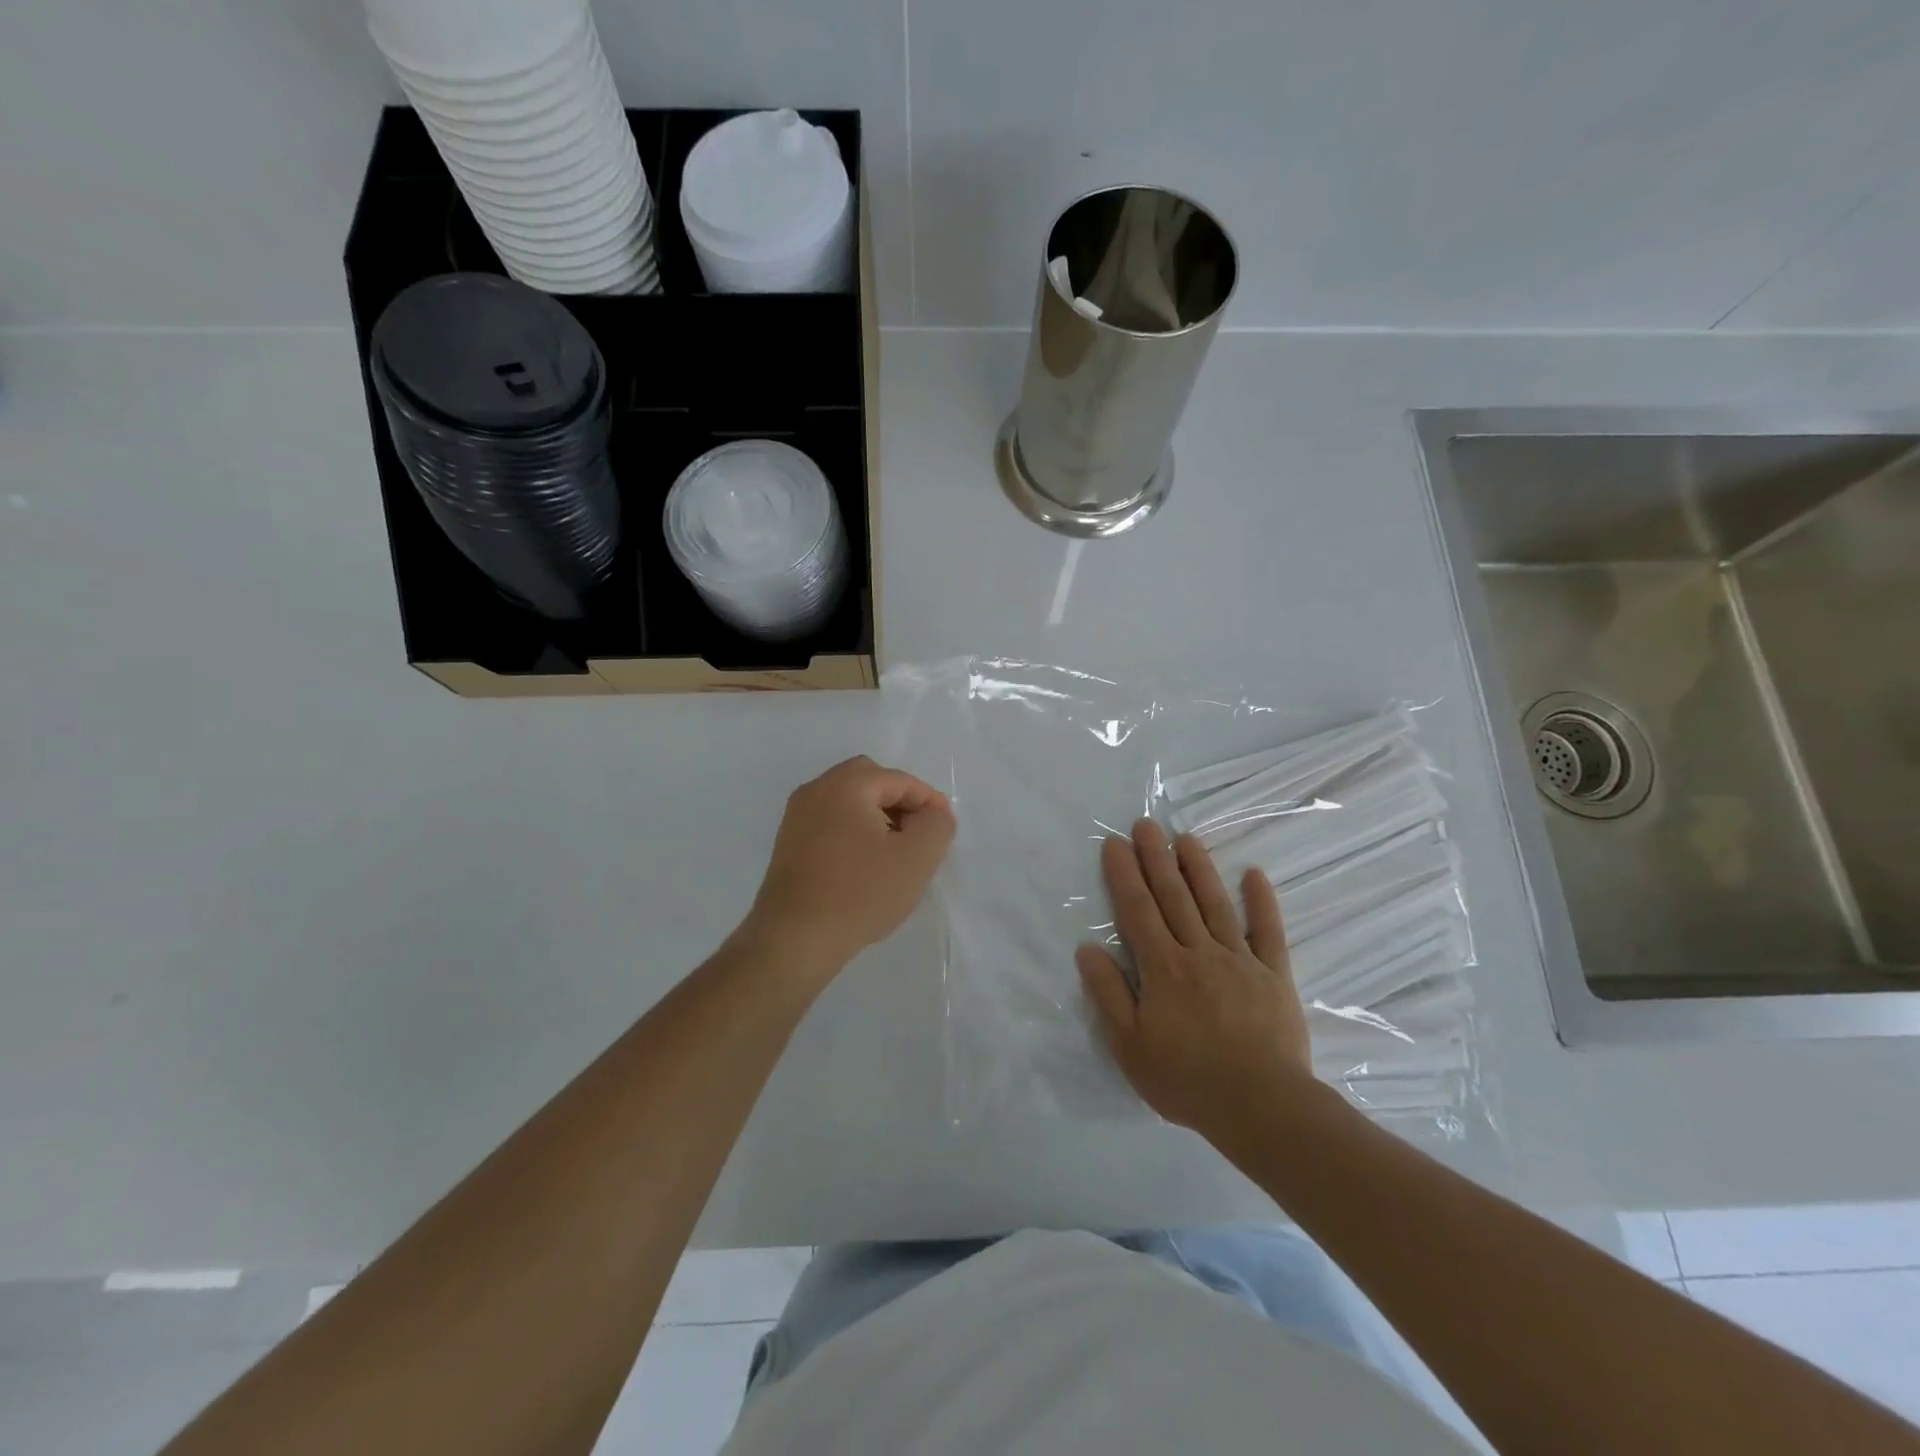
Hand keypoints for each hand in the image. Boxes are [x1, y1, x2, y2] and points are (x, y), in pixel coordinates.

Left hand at [738, 756, 954, 980]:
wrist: (794, 940)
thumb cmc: (859, 894)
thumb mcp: (916, 858)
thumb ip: (937, 824)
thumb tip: (932, 814)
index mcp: (845, 785)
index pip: (899, 780)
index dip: (929, 801)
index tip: (944, 830)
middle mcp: (816, 791)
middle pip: (870, 781)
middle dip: (899, 803)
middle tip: (918, 835)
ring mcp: (796, 817)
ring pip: (848, 802)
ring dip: (877, 818)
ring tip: (895, 854)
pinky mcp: (788, 844)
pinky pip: (830, 823)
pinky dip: (854, 833)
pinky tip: (866, 867)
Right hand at [1077, 819, 1316, 1146]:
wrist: (1262, 1107)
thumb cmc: (1187, 1080)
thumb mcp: (1130, 1046)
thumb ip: (1109, 994)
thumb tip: (1087, 948)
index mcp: (1163, 968)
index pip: (1137, 910)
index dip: (1124, 874)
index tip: (1114, 843)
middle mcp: (1199, 952)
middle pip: (1174, 897)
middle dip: (1157, 858)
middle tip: (1146, 824)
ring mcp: (1240, 960)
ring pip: (1215, 904)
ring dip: (1199, 868)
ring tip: (1185, 838)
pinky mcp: (1274, 975)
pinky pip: (1268, 932)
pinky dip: (1262, 902)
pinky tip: (1255, 875)